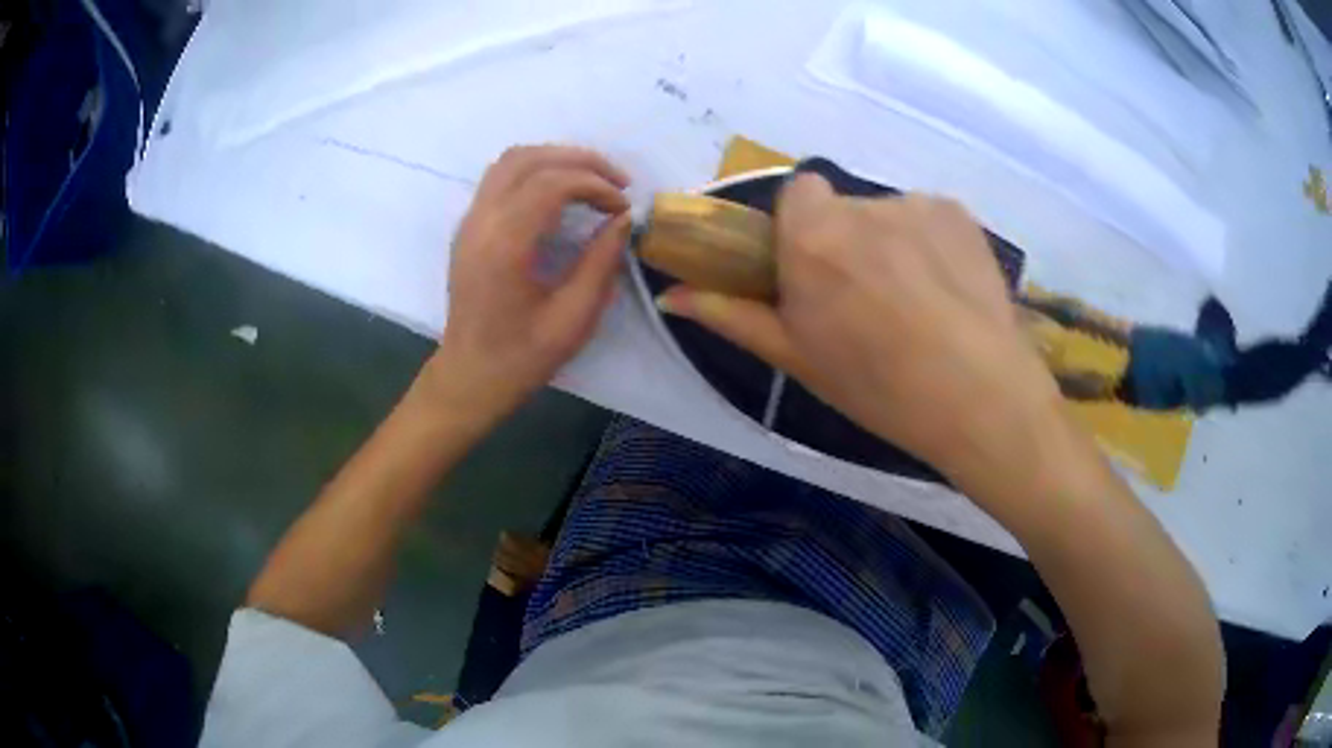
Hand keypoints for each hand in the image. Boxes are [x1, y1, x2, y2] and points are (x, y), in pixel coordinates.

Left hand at [426, 146, 631, 421]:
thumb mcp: (574, 318)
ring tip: (592, 180)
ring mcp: (469, 221)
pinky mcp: (468, 227)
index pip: (552, 183)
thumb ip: (601, 262)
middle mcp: (481, 221)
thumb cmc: (522, 357)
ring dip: (555, 159)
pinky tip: (560, 193)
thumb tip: (623, 219)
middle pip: (529, 159)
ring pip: (510, 160)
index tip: (622, 207)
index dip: (595, 184)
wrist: (469, 377)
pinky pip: (500, 178)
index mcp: (505, 244)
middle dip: (579, 160)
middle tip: (617, 181)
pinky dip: (535, 171)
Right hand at [657, 173, 1064, 489]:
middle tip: (868, 302)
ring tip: (917, 305)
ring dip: (892, 244)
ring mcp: (919, 205)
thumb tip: (671, 294)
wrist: (979, 398)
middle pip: (844, 208)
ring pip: (889, 215)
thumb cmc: (877, 385)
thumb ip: (730, 314)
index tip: (816, 271)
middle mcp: (864, 204)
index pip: (798, 191)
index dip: (805, 228)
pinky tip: (948, 293)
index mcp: (813, 235)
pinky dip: (931, 245)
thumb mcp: (796, 356)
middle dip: (847, 242)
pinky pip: (930, 219)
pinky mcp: (961, 214)